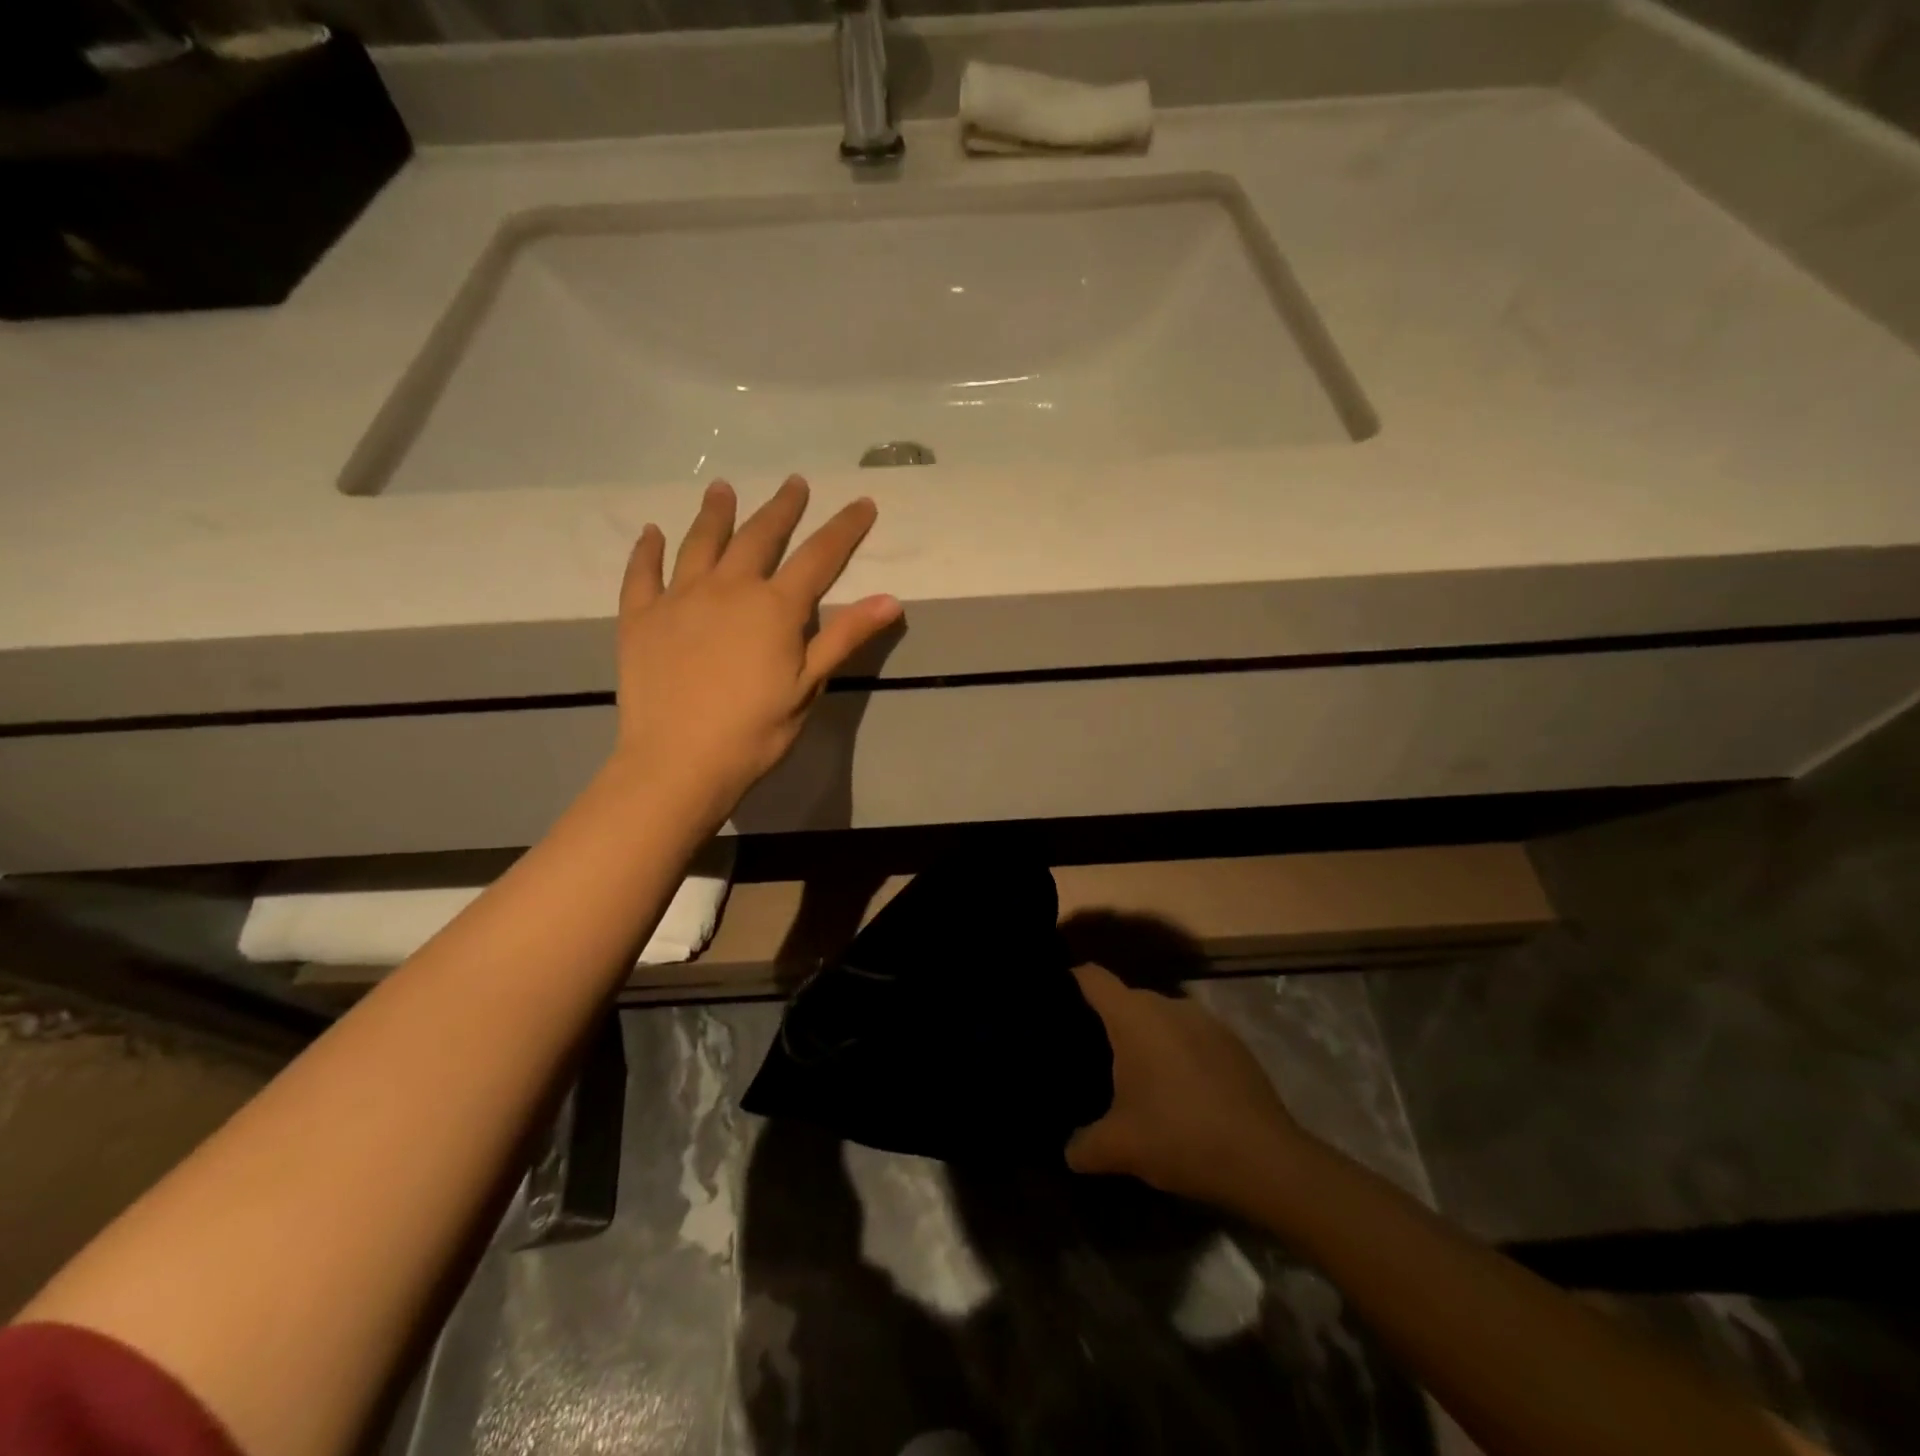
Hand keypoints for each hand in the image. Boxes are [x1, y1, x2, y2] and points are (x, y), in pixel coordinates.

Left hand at [613, 476, 900, 819]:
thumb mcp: (809, 686)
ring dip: (715, 513)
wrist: (679, 761)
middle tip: (793, 483)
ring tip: (723, 488)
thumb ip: (845, 637)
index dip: (844, 528)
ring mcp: (679, 598)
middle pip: (759, 536)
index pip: (819, 556)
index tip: (862, 502)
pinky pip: (642, 573)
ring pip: (700, 543)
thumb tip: (891, 599)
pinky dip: (647, 551)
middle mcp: (728, 588)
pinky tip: (651, 533)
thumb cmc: (755, 730)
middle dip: (782, 508)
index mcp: (775, 607)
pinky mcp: (640, 617)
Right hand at [1066, 964, 1306, 1211]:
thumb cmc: (1180, 1137)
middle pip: (1127, 998)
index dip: (1070, 981)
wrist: (1266, 1160)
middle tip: (1092, 1056)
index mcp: (1133, 1016)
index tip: (1055, 1001)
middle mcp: (1168, 1004)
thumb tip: (1069, 1150)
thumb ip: (1084, 1145)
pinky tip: (1181, 1093)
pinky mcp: (1234, 1042)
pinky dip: (1179, 1053)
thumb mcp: (1119, 1148)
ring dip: (1148, 1040)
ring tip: (1137, 1077)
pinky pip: (1191, 1036)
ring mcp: (1206, 1020)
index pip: (1092, 977)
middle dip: (1109, 1022)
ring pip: (1162, 1018)